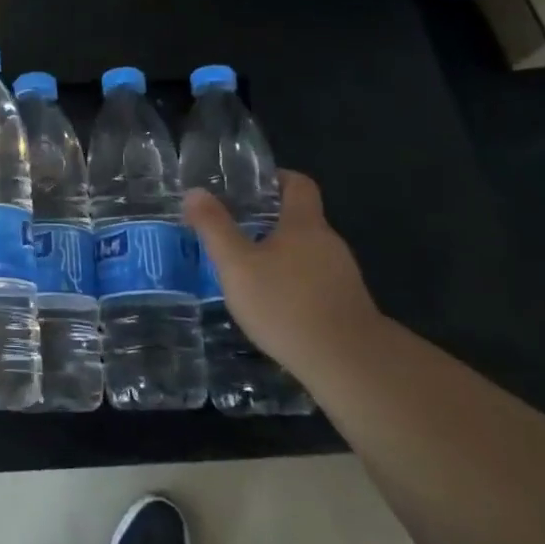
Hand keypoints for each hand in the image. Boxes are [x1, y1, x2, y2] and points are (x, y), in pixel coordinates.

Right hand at [183, 170, 378, 365]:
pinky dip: (295, 286)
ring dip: (282, 257)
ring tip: (249, 273)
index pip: (298, 184)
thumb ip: (215, 227)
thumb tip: (195, 192)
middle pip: (301, 220)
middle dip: (270, 223)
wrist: (349, 365)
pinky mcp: (348, 307)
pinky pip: (316, 283)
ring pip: (308, 254)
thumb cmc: (286, 304)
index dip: (277, 178)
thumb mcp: (237, 265)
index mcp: (305, 224)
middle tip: (236, 233)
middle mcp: (329, 243)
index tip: (252, 186)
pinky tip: (275, 307)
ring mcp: (344, 277)